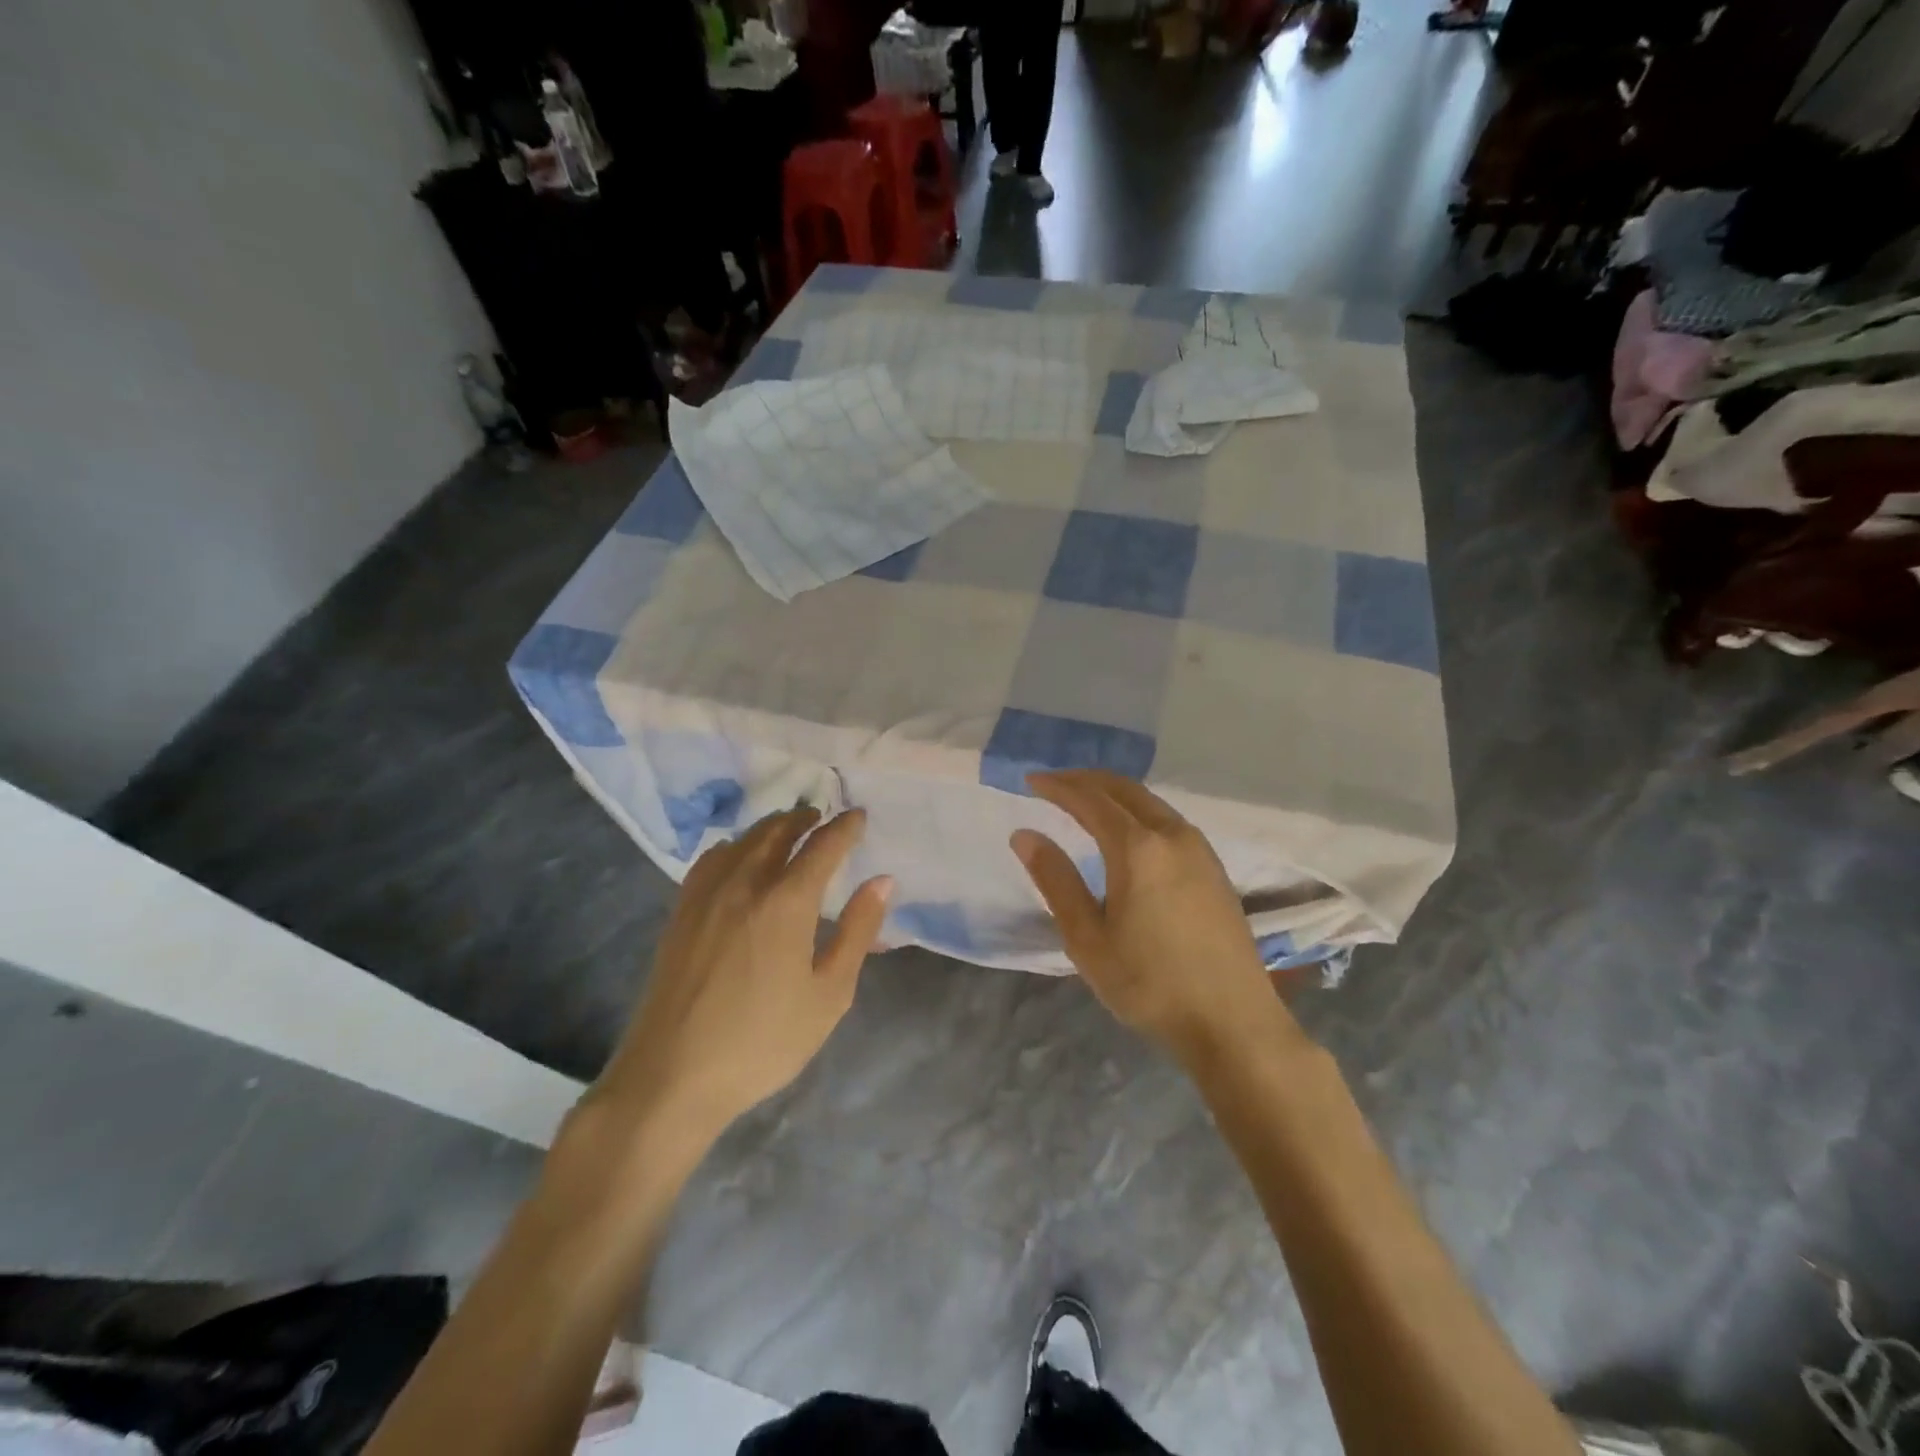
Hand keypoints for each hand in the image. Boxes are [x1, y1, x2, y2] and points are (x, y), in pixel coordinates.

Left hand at [591, 807, 891, 1140]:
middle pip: (777, 831)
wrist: (672, 1076)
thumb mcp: (829, 995)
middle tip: (822, 817)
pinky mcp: (680, 912)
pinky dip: (734, 846)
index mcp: (786, 902)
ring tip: (787, 830)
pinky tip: (737, 858)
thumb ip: (858, 932)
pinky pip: (711, 860)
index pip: (822, 846)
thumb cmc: (762, 1041)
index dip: (844, 827)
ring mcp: (705, 895)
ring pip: (742, 841)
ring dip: (770, 827)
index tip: (858, 815)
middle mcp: (744, 884)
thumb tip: (882, 881)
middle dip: (804, 818)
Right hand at [1011, 771, 1294, 1066]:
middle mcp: (1172, 835)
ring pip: (1149, 801)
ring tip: (1084, 802)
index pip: (1090, 800)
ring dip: (1113, 793)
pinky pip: (1168, 819)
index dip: (1058, 786)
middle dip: (1085, 780)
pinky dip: (1137, 810)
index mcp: (1138, 848)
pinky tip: (1127, 831)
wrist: (1233, 1022)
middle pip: (1123, 788)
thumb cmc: (1150, 984)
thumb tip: (1025, 835)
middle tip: (1053, 784)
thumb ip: (1056, 880)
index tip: (1030, 780)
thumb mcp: (1087, 939)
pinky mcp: (1215, 867)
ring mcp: (1200, 849)